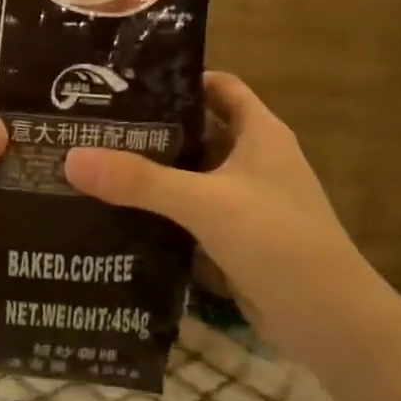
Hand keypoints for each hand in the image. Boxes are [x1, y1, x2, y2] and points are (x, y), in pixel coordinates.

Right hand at [63, 72, 369, 343]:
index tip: (125, 83)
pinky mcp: (234, 239)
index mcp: (259, 134)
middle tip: (93, 127)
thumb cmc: (277, 241)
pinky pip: (190, 214)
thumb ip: (141, 181)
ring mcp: (245, 202)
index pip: (219, 87)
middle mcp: (253, 161)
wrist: (329, 321)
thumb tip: (72, 157)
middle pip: (196, 132)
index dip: (178, 79)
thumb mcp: (206, 203)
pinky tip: (119, 214)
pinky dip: (160, 211)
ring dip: (152, 174)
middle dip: (151, 129)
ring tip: (94, 167)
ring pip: (191, 176)